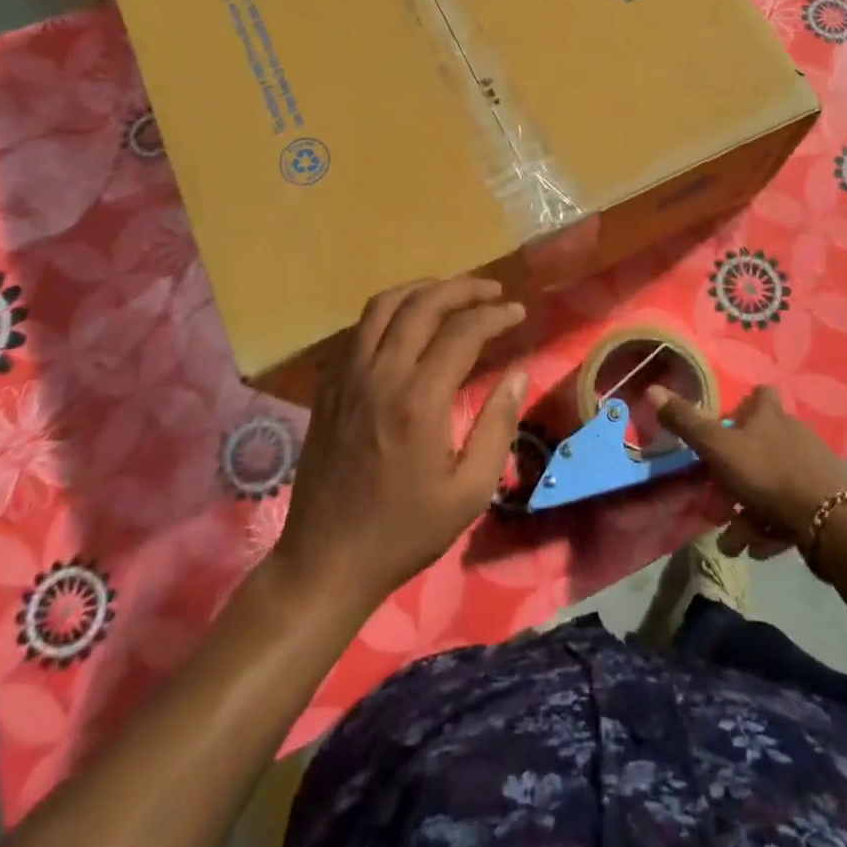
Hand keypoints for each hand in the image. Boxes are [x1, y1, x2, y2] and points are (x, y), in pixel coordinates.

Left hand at [274, 277, 529, 613]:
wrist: (327, 559)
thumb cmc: (405, 531)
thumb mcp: (469, 491)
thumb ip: (498, 425)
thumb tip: (518, 373)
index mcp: (419, 400)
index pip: (462, 332)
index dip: (495, 315)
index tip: (518, 312)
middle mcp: (381, 374)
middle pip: (422, 304)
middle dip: (463, 288)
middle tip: (492, 290)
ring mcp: (348, 375)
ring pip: (384, 305)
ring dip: (422, 289)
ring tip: (452, 292)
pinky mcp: (329, 384)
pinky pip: (360, 327)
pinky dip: (390, 311)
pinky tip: (409, 322)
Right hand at [646, 384, 846, 559]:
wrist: (830, 524)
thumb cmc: (768, 474)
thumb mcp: (718, 448)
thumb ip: (686, 423)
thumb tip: (651, 389)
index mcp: (771, 416)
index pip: (759, 395)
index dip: (742, 408)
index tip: (724, 430)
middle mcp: (795, 434)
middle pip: (758, 447)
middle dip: (733, 478)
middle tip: (718, 503)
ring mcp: (813, 468)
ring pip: (770, 484)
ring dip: (748, 512)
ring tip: (735, 540)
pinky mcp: (826, 500)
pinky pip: (790, 509)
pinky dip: (771, 526)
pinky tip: (759, 547)